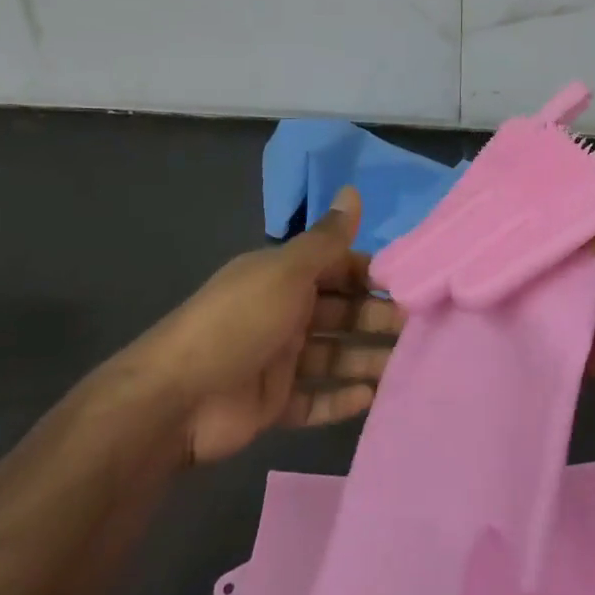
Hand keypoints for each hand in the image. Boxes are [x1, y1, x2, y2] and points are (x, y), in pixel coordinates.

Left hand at [121, 187, 402, 465]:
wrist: (175, 399)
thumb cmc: (238, 322)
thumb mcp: (286, 272)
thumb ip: (326, 239)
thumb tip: (353, 190)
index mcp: (284, 278)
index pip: (337, 269)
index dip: (371, 276)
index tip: (410, 286)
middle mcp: (283, 314)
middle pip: (340, 313)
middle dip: (376, 318)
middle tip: (419, 330)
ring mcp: (277, 361)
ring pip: (333, 357)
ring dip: (366, 360)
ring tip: (407, 367)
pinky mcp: (272, 404)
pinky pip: (314, 399)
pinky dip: (340, 400)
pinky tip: (372, 399)